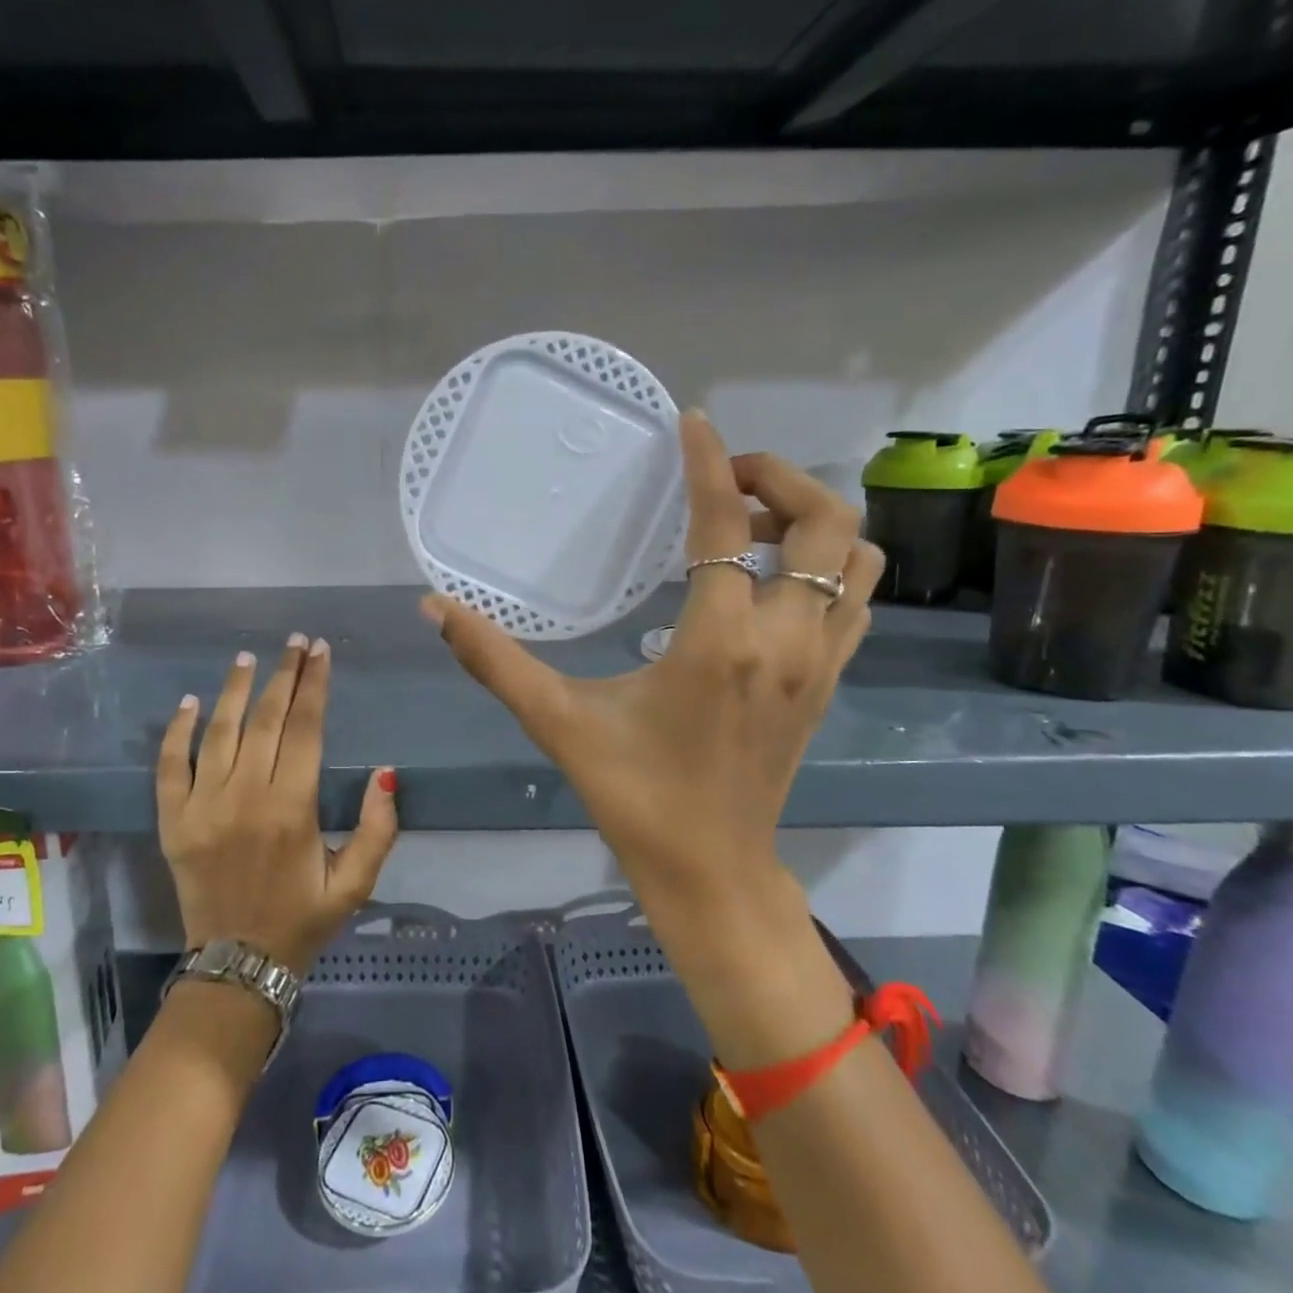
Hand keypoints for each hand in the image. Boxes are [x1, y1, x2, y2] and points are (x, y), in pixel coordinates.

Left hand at [157, 635, 399, 975]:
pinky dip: (178, 731)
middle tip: (295, 642)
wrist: (237, 966)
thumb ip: (378, 828)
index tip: (320, 652)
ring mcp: (202, 806)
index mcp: (292, 808)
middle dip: (283, 675)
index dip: (314, 685)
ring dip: (235, 690)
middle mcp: (245, 797)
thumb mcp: (356, 882)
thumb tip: (384, 773)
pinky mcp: (173, 821)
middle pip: (265, 719)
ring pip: (219, 732)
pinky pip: (171, 765)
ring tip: (249, 657)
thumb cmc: (303, 920)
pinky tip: (190, 702)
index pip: (304, 728)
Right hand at [423, 411, 883, 1062]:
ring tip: (752, 522)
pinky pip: (854, 598)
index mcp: (719, 643)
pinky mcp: (830, 682)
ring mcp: (820, 662)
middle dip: (780, 478)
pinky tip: (770, 578)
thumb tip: (434, 607)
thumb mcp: (558, 722)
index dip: (710, 463)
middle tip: (724, 477)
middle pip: (825, 523)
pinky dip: (829, 564)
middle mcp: (785, 641)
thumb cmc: (633, 797)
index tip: (692, 421)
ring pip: (858, 557)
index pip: (726, 526)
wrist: (712, 871)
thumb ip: (494, 660)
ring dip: (813, 521)